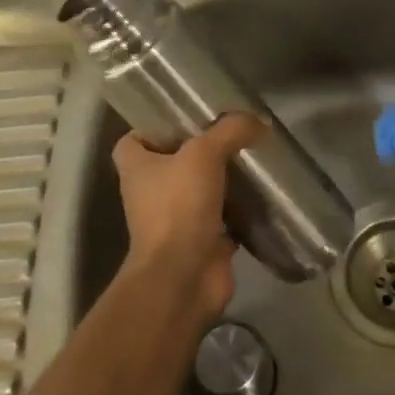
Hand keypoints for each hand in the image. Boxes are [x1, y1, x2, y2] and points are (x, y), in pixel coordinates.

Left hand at [111, 114, 262, 322]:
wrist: (183, 277)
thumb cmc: (178, 208)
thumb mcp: (204, 154)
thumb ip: (230, 131)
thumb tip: (258, 120)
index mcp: (137, 168)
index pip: (133, 140)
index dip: (154, 127)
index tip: (185, 117)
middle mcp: (150, 193)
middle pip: (172, 163)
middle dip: (199, 150)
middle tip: (230, 132)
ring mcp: (175, 220)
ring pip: (199, 191)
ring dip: (222, 179)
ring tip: (251, 157)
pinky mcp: (201, 242)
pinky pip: (222, 218)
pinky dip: (239, 209)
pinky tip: (261, 193)